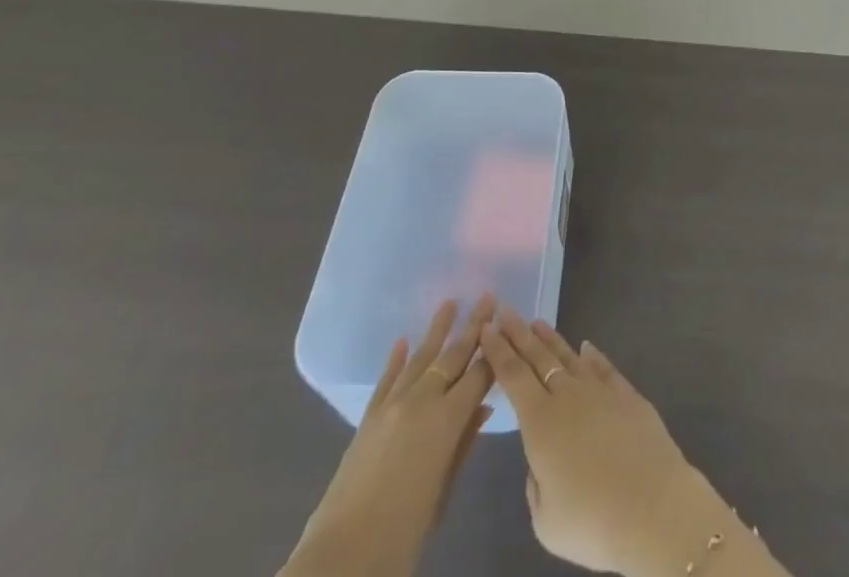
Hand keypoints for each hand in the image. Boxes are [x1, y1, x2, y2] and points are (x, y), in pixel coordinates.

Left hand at [282, 295, 496, 576]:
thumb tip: (483, 407)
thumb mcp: (443, 491)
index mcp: (447, 420)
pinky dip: (396, 359)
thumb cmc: (403, 533)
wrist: (342, 556)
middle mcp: (422, 401)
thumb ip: (463, 444)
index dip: (494, 351)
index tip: (507, 325)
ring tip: (451, 303)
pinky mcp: (368, 418)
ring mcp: (392, 406)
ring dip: (437, 330)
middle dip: (473, 327)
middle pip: (453, 356)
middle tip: (488, 297)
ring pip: (420, 358)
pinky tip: (402, 341)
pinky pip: (386, 380)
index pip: (478, 375)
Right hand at [479, 310, 733, 576]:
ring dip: (551, 339)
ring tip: (537, 323)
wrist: (652, 507)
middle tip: (506, 310)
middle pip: (538, 357)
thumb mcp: (546, 519)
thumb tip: (543, 461)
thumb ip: (536, 483)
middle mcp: (568, 396)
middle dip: (519, 333)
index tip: (487, 327)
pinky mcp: (628, 395)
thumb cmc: (592, 521)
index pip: (513, 376)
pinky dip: (593, 355)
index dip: (498, 351)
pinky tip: (586, 347)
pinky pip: (604, 368)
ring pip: (570, 357)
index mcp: (541, 423)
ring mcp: (600, 391)